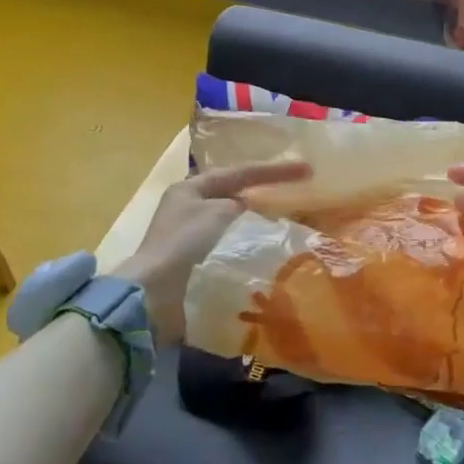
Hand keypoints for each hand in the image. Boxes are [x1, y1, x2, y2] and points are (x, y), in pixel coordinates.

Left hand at [117, 160, 311, 344]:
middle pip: (234, 193)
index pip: (240, 172)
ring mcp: (190, 235)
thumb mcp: (219, 213)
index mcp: (191, 188)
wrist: (156, 294)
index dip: (275, 170)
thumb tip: (248, 207)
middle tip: (298, 191)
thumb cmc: (186, 243)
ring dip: (258, 219)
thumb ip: (239, 205)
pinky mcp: (195, 261)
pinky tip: (267, 248)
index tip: (307, 169)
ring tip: (289, 220)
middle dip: (265, 192)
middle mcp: (189, 206)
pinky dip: (249, 242)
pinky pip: (230, 243)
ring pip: (233, 219)